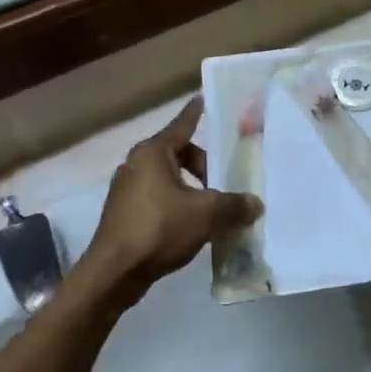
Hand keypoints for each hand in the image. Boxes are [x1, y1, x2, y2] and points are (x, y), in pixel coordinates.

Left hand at [83, 98, 261, 301]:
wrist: (114, 272)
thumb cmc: (159, 229)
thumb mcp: (206, 214)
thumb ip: (234, 205)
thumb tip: (256, 204)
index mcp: (153, 152)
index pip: (181, 125)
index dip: (196, 113)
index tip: (202, 99)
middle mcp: (136, 164)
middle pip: (178, 154)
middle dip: (203, 167)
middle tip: (222, 184)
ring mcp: (126, 190)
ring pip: (168, 180)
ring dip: (190, 190)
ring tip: (211, 209)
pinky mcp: (123, 214)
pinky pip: (157, 199)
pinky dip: (176, 205)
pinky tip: (191, 227)